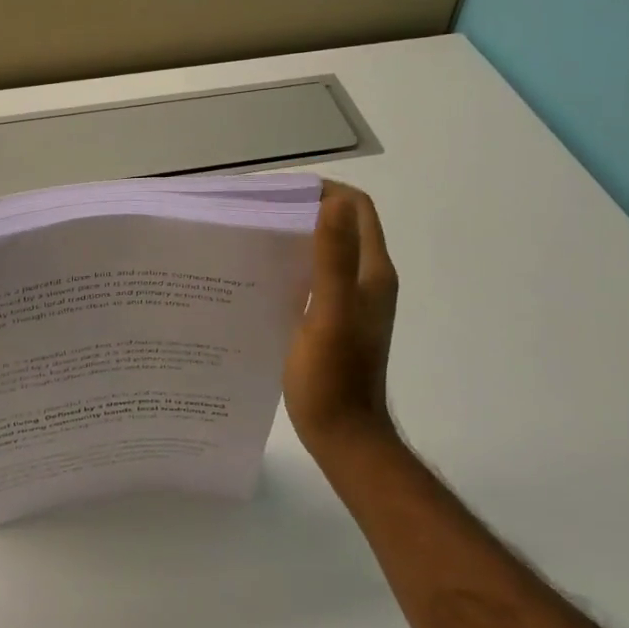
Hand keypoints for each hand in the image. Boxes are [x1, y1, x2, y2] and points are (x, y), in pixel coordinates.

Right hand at [283, 181, 400, 460]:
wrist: (344, 436)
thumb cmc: (334, 377)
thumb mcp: (328, 314)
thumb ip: (333, 258)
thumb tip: (334, 201)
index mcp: (372, 272)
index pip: (358, 208)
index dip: (325, 191)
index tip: (282, 192)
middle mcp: (368, 280)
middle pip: (342, 225)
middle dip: (306, 209)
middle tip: (260, 212)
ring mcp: (353, 301)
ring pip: (329, 251)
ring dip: (299, 236)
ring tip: (256, 237)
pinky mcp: (336, 319)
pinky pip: (318, 276)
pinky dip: (296, 264)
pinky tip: (264, 275)